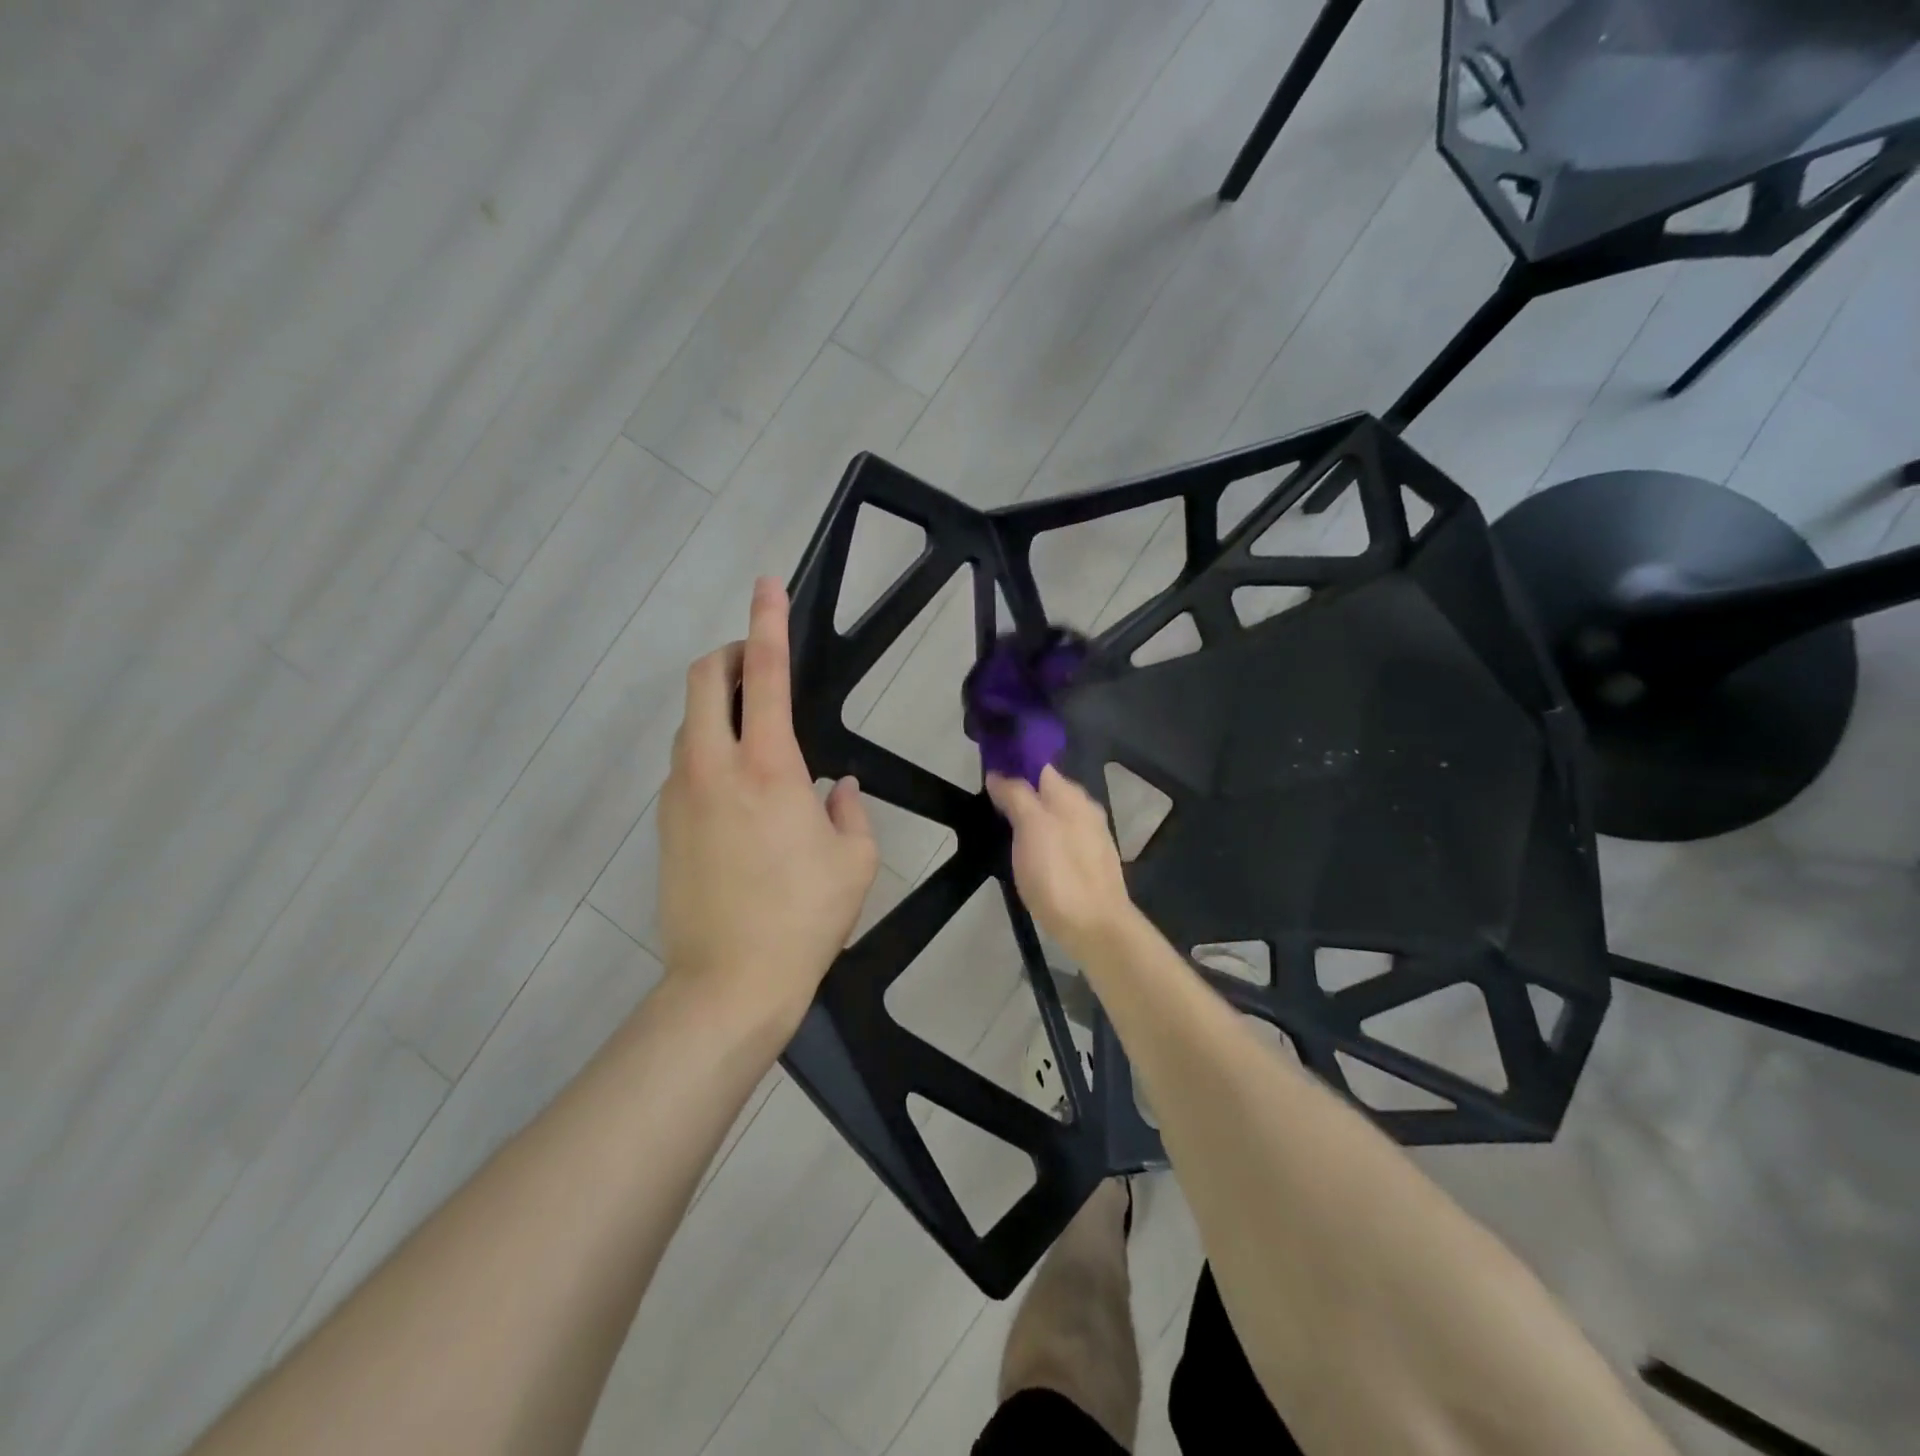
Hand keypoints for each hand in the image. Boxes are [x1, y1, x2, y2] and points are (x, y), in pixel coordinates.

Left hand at [657, 578, 878, 1037]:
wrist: (729, 981)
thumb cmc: (805, 916)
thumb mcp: (855, 859)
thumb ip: (849, 810)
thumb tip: (836, 787)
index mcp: (769, 767)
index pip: (767, 674)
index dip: (768, 622)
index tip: (767, 585)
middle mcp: (714, 767)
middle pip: (705, 679)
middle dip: (730, 655)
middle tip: (759, 667)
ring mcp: (680, 794)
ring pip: (691, 723)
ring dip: (720, 709)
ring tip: (758, 742)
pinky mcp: (664, 823)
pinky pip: (686, 766)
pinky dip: (710, 754)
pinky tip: (740, 796)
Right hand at [985, 766, 1135, 964]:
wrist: (1095, 927)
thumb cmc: (1058, 873)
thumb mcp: (1030, 827)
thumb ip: (1016, 795)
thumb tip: (999, 774)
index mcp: (1071, 795)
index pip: (1039, 766)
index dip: (1014, 767)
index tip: (988, 778)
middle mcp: (1085, 809)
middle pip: (1048, 792)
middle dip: (1023, 794)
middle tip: (992, 808)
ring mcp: (1092, 837)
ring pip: (1056, 817)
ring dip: (1033, 819)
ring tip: (1007, 832)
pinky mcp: (1091, 864)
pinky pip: (1062, 840)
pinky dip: (1045, 841)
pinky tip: (1032, 856)